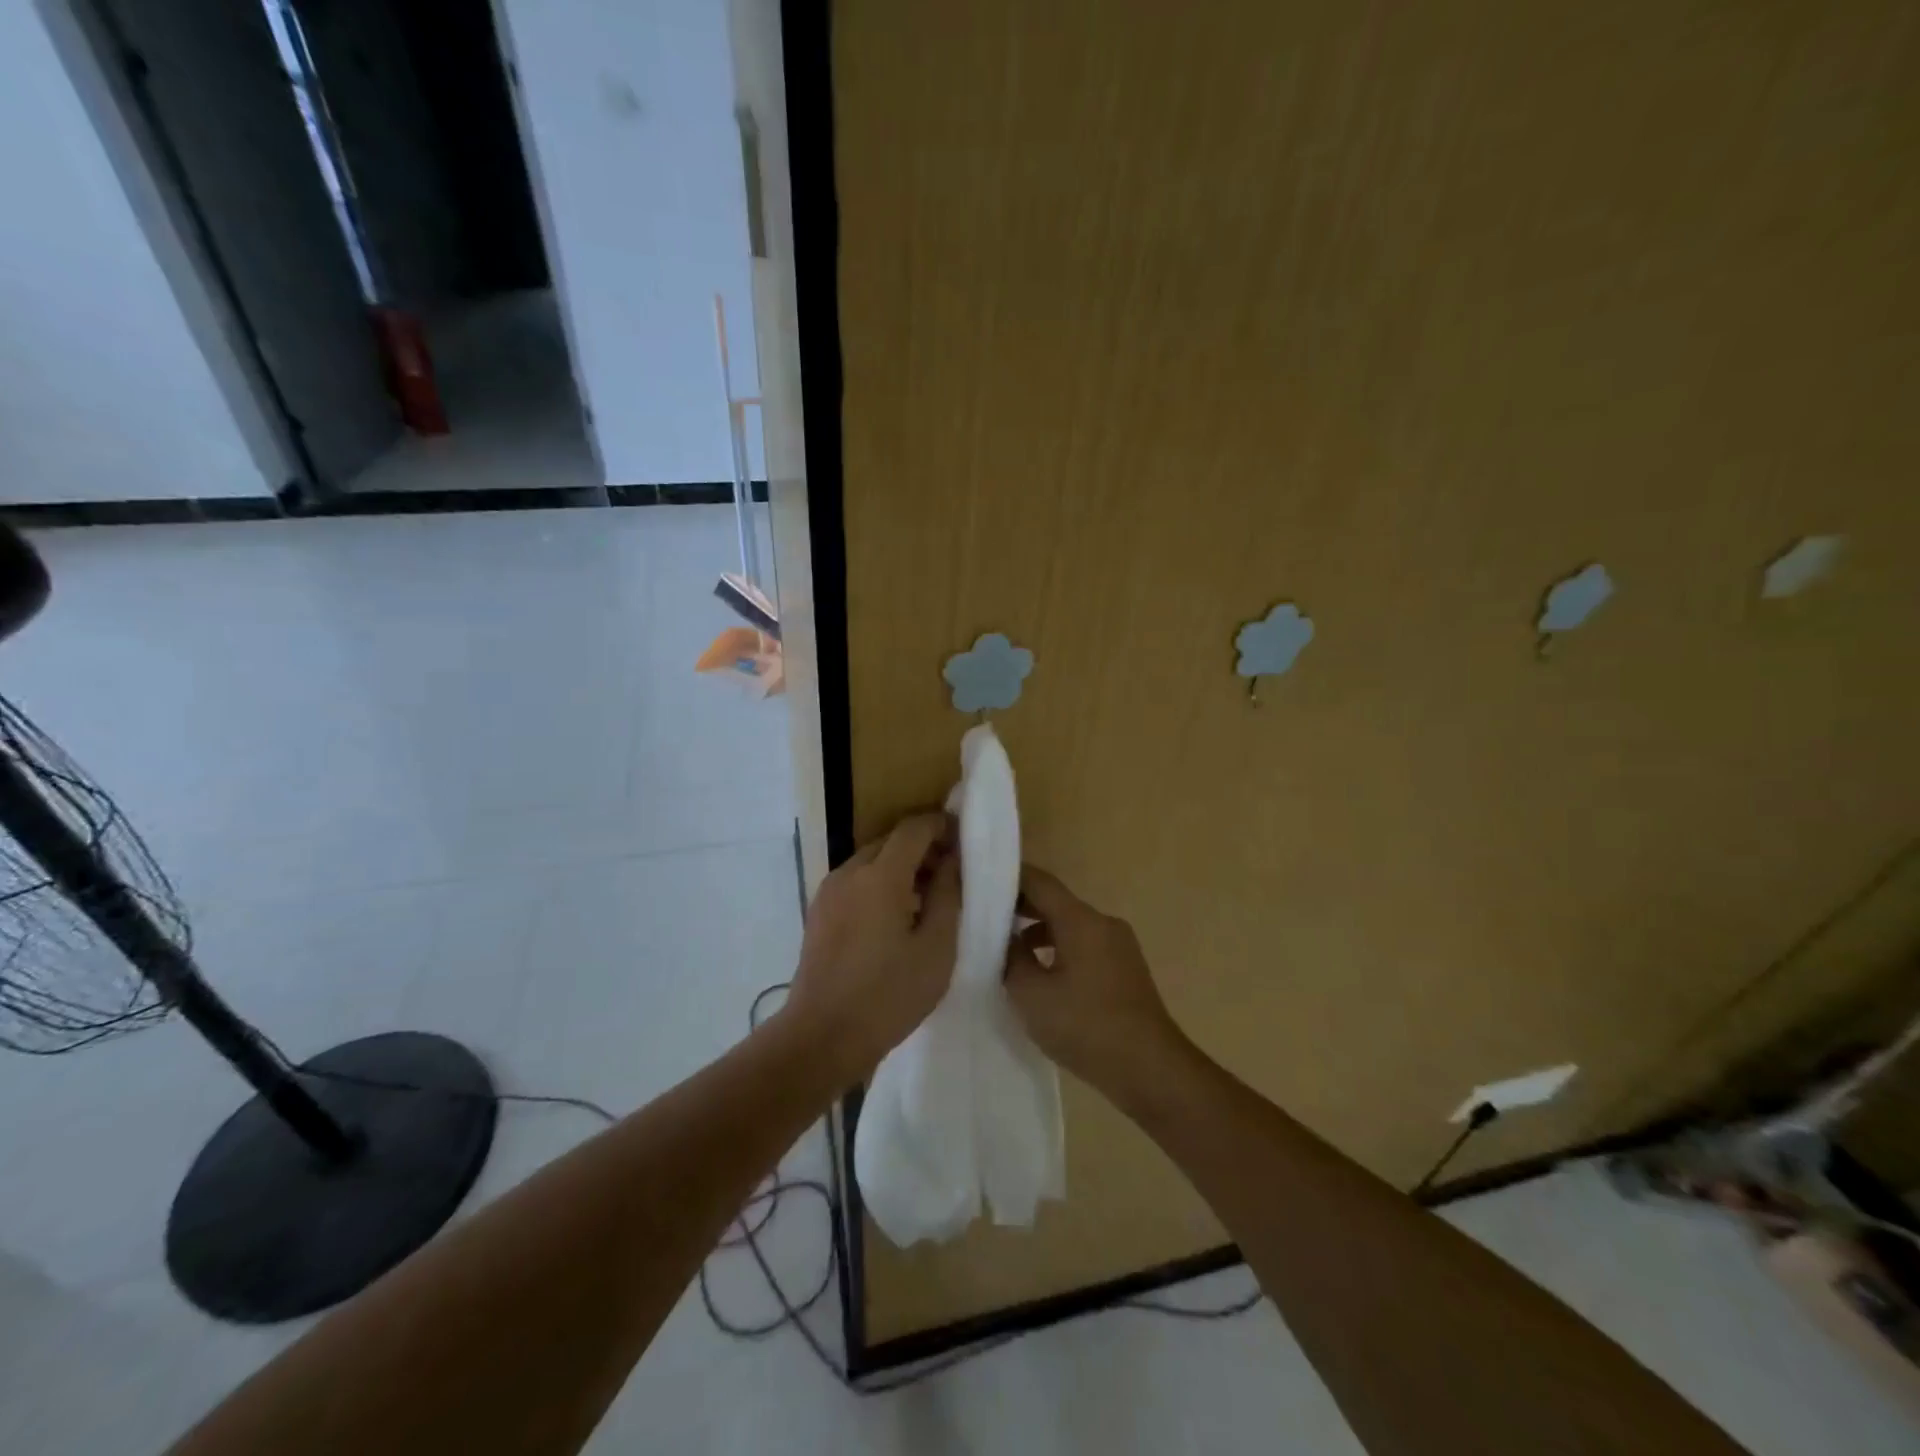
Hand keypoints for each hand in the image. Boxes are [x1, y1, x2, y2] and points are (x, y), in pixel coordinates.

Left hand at [782, 812, 958, 1083]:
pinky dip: (880, 884)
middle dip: (923, 848)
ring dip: (901, 867)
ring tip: (928, 900)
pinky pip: (856, 882)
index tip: (964, 839)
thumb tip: (953, 860)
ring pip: (872, 861)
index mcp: (880, 876)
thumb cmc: (888, 995)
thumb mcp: (936, 948)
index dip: (941, 825)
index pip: (914, 828)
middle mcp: (850, 872)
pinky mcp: (819, 911)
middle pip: (891, 841)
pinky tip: (896, 918)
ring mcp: (829, 891)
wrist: (822, 1037)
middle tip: (952, 874)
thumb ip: (948, 895)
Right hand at [1005, 865, 1184, 1095]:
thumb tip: (1004, 938)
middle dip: (1020, 905)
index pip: (1039, 881)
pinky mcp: (1124, 968)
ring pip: (1070, 924)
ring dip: (1038, 930)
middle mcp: (1103, 923)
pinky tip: (1040, 974)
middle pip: (1055, 901)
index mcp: (1081, 920)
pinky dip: (1058, 948)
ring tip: (1005, 947)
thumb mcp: (1032, 996)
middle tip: (982, 914)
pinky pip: (1084, 944)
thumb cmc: (1087, 1027)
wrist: (1151, 1070)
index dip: (1008, 877)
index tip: (978, 880)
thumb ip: (1011, 959)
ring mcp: (1118, 945)